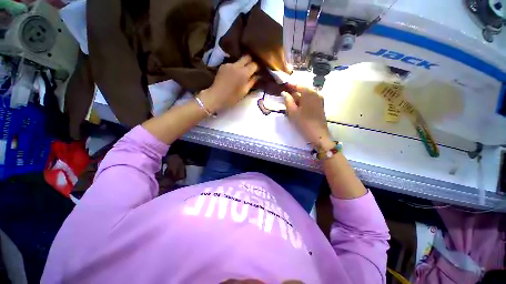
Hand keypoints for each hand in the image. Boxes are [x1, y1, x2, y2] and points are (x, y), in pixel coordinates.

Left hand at [198, 55, 257, 112]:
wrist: (216, 96)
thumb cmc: (232, 97)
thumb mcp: (245, 91)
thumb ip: (252, 82)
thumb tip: (258, 76)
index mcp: (244, 73)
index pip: (254, 64)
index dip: (258, 67)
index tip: (259, 71)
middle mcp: (237, 65)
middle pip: (247, 57)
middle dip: (251, 61)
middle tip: (253, 68)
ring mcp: (229, 64)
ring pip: (239, 60)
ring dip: (243, 64)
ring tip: (243, 72)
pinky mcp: (223, 65)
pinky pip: (232, 64)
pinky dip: (235, 67)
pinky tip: (234, 74)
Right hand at [282, 85, 333, 150]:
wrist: (318, 134)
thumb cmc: (303, 122)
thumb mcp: (292, 112)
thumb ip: (287, 100)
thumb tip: (284, 92)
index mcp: (309, 93)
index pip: (298, 85)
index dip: (289, 86)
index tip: (282, 87)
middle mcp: (316, 93)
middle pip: (302, 90)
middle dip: (294, 93)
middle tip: (285, 98)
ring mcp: (319, 100)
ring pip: (306, 96)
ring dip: (298, 98)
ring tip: (290, 104)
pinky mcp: (320, 106)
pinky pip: (310, 100)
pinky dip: (303, 102)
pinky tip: (298, 108)